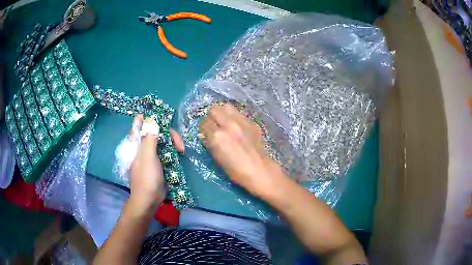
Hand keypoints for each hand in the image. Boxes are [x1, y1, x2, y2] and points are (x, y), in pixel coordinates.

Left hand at [128, 115, 183, 212]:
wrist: (149, 199)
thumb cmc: (146, 177)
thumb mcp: (147, 157)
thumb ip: (149, 139)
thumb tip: (152, 121)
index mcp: (136, 144)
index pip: (139, 125)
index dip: (147, 118)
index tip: (161, 117)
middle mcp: (143, 147)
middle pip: (155, 132)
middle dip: (168, 134)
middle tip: (179, 143)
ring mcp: (151, 155)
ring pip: (162, 141)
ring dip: (172, 142)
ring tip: (181, 149)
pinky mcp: (158, 163)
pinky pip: (166, 151)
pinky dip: (173, 150)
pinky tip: (179, 153)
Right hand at [199, 104, 283, 197]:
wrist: (259, 170)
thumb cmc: (236, 170)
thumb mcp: (217, 158)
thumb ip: (210, 143)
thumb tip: (205, 134)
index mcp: (218, 136)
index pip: (204, 123)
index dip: (203, 129)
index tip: (205, 133)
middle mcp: (229, 125)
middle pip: (214, 109)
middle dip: (211, 117)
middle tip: (213, 125)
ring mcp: (242, 122)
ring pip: (226, 107)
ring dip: (222, 113)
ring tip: (223, 122)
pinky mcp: (251, 122)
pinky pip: (238, 113)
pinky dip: (234, 117)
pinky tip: (236, 126)